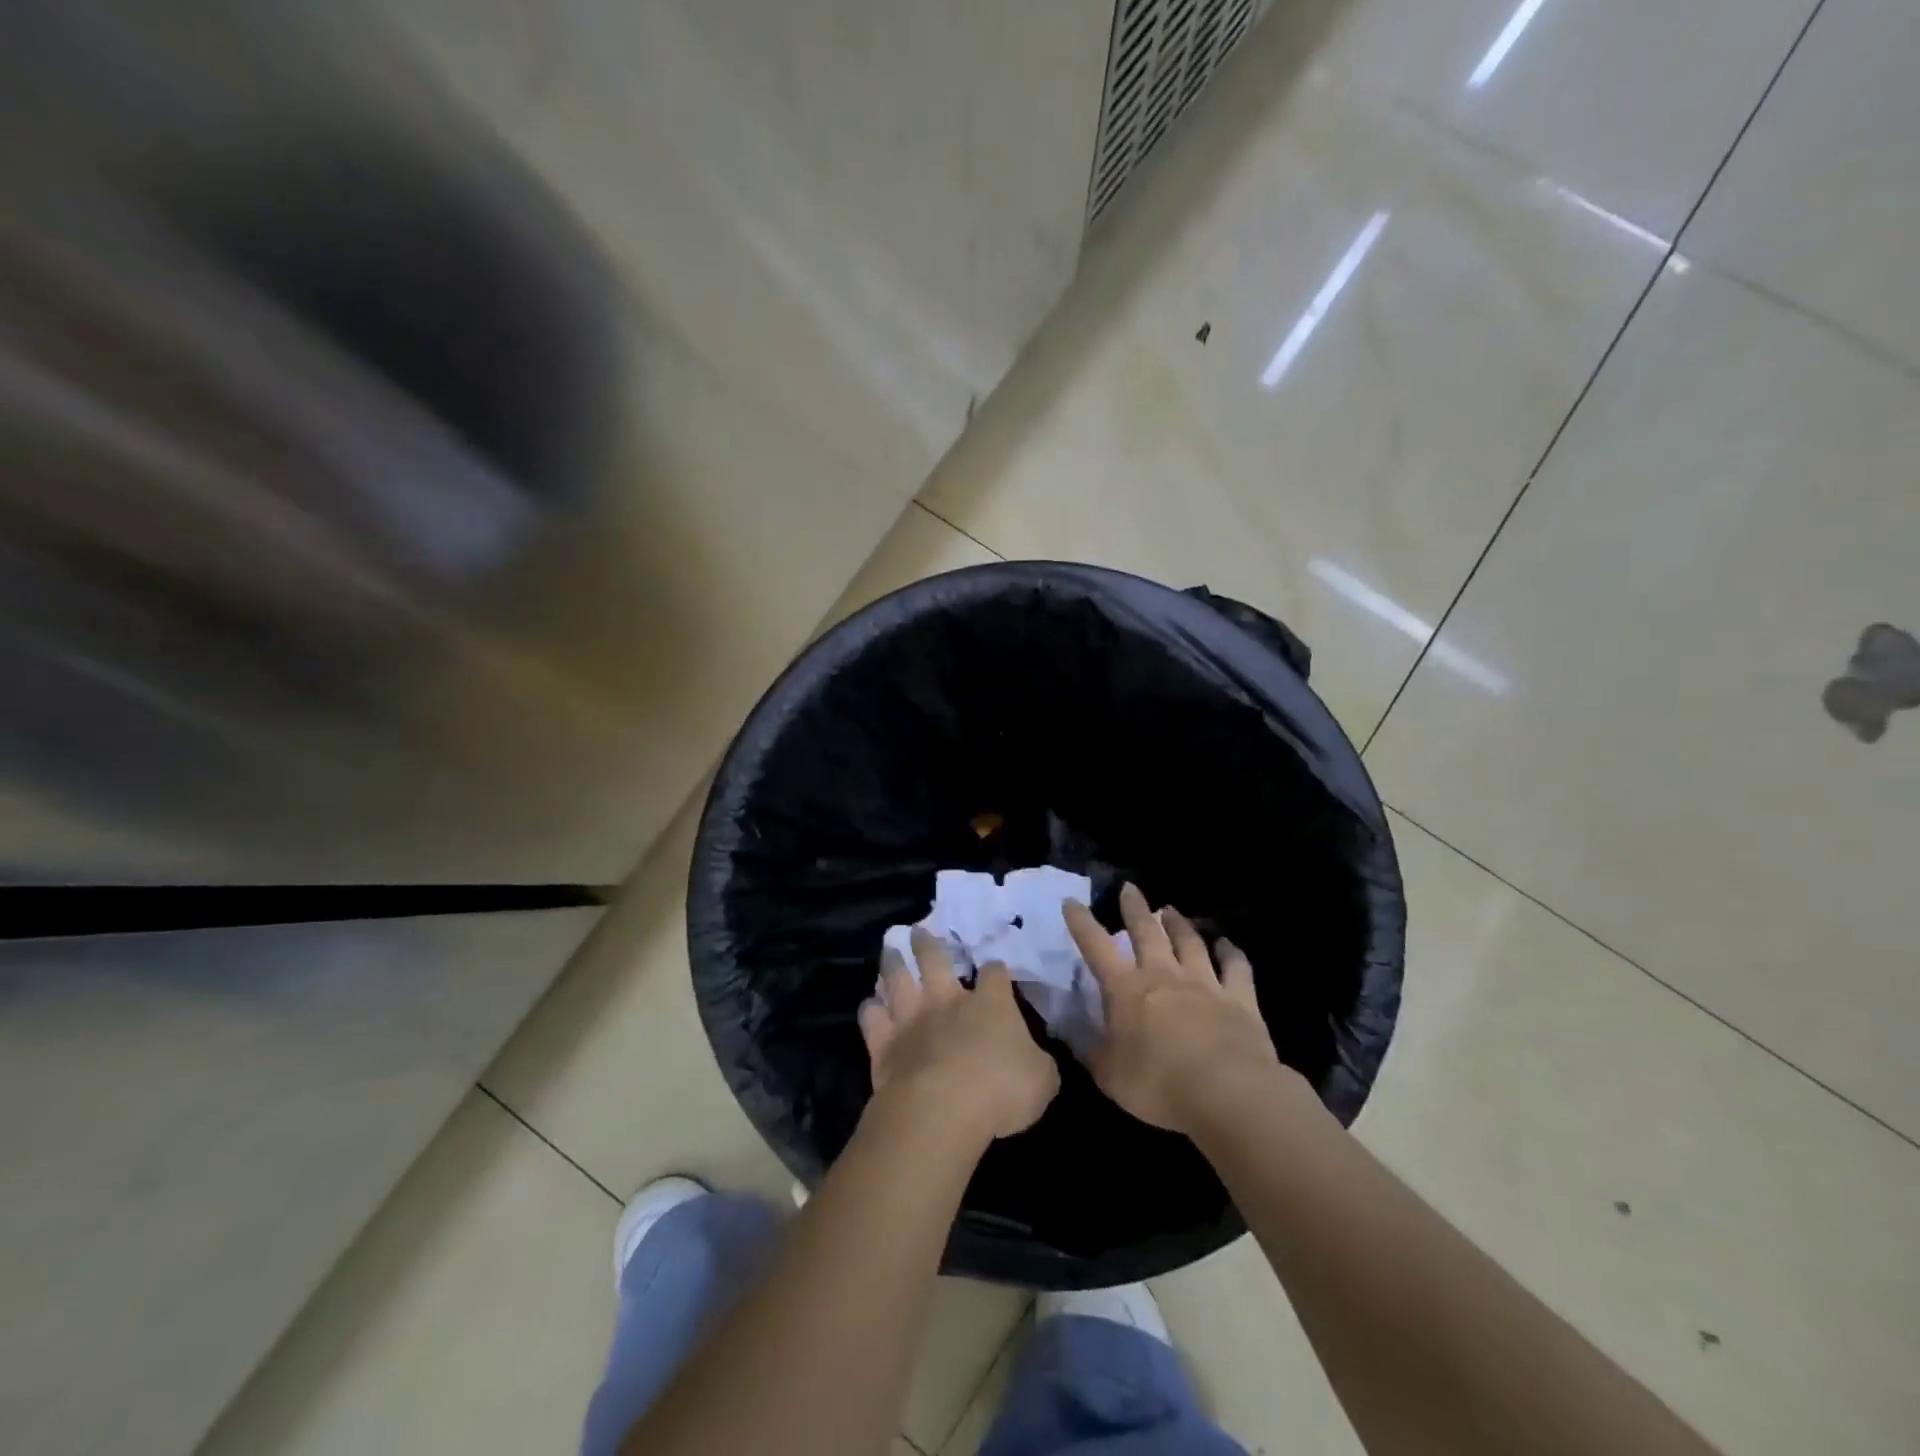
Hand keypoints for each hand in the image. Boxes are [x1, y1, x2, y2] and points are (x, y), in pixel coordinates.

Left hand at [860, 928, 1060, 1142]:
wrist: (943, 1110)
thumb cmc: (1001, 1091)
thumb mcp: (1043, 1080)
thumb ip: (1038, 1063)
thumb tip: (1034, 1059)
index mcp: (991, 1005)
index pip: (995, 974)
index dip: (996, 970)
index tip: (995, 969)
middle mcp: (948, 1001)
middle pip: (935, 959)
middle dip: (928, 943)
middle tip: (918, 930)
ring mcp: (912, 1019)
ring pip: (897, 979)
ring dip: (893, 963)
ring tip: (890, 949)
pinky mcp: (884, 1044)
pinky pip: (872, 1019)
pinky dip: (871, 1009)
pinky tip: (871, 1005)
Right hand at [1064, 883, 1292, 1133]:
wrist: (1227, 1092)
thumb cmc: (1158, 1085)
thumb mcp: (1109, 1075)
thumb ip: (1091, 1050)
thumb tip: (1071, 1031)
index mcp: (1126, 990)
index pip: (1096, 947)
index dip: (1082, 923)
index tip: (1072, 901)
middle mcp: (1163, 975)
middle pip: (1147, 931)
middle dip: (1135, 908)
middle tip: (1130, 888)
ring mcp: (1204, 982)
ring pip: (1189, 942)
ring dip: (1179, 924)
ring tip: (1171, 910)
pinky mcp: (1239, 998)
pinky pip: (1235, 967)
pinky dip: (1231, 952)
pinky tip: (1227, 944)